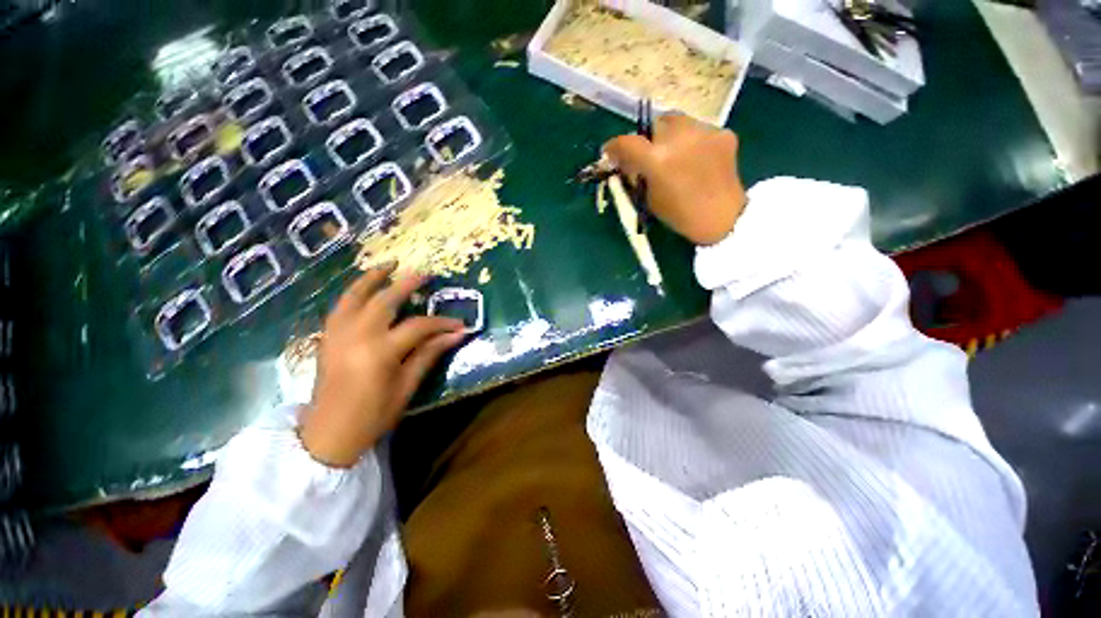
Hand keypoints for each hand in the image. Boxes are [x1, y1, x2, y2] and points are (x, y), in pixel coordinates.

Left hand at [299, 266, 465, 467]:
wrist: (328, 435)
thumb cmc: (373, 415)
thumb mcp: (406, 386)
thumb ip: (429, 354)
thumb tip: (457, 335)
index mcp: (380, 351)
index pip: (418, 326)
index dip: (442, 323)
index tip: (459, 324)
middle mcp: (356, 335)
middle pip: (384, 300)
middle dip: (406, 284)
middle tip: (424, 273)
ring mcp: (337, 334)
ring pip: (354, 296)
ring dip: (373, 277)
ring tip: (389, 264)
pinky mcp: (326, 337)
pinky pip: (340, 306)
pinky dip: (353, 292)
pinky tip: (364, 287)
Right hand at [604, 114, 746, 245]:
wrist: (722, 218)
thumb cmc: (679, 215)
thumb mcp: (649, 198)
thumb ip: (637, 175)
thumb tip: (626, 163)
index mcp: (657, 160)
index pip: (626, 142)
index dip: (614, 146)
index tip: (611, 152)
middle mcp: (679, 138)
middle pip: (655, 123)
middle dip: (649, 138)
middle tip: (650, 154)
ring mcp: (704, 132)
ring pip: (678, 122)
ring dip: (671, 136)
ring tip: (677, 156)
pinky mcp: (722, 133)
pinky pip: (699, 131)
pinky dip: (693, 142)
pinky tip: (697, 160)